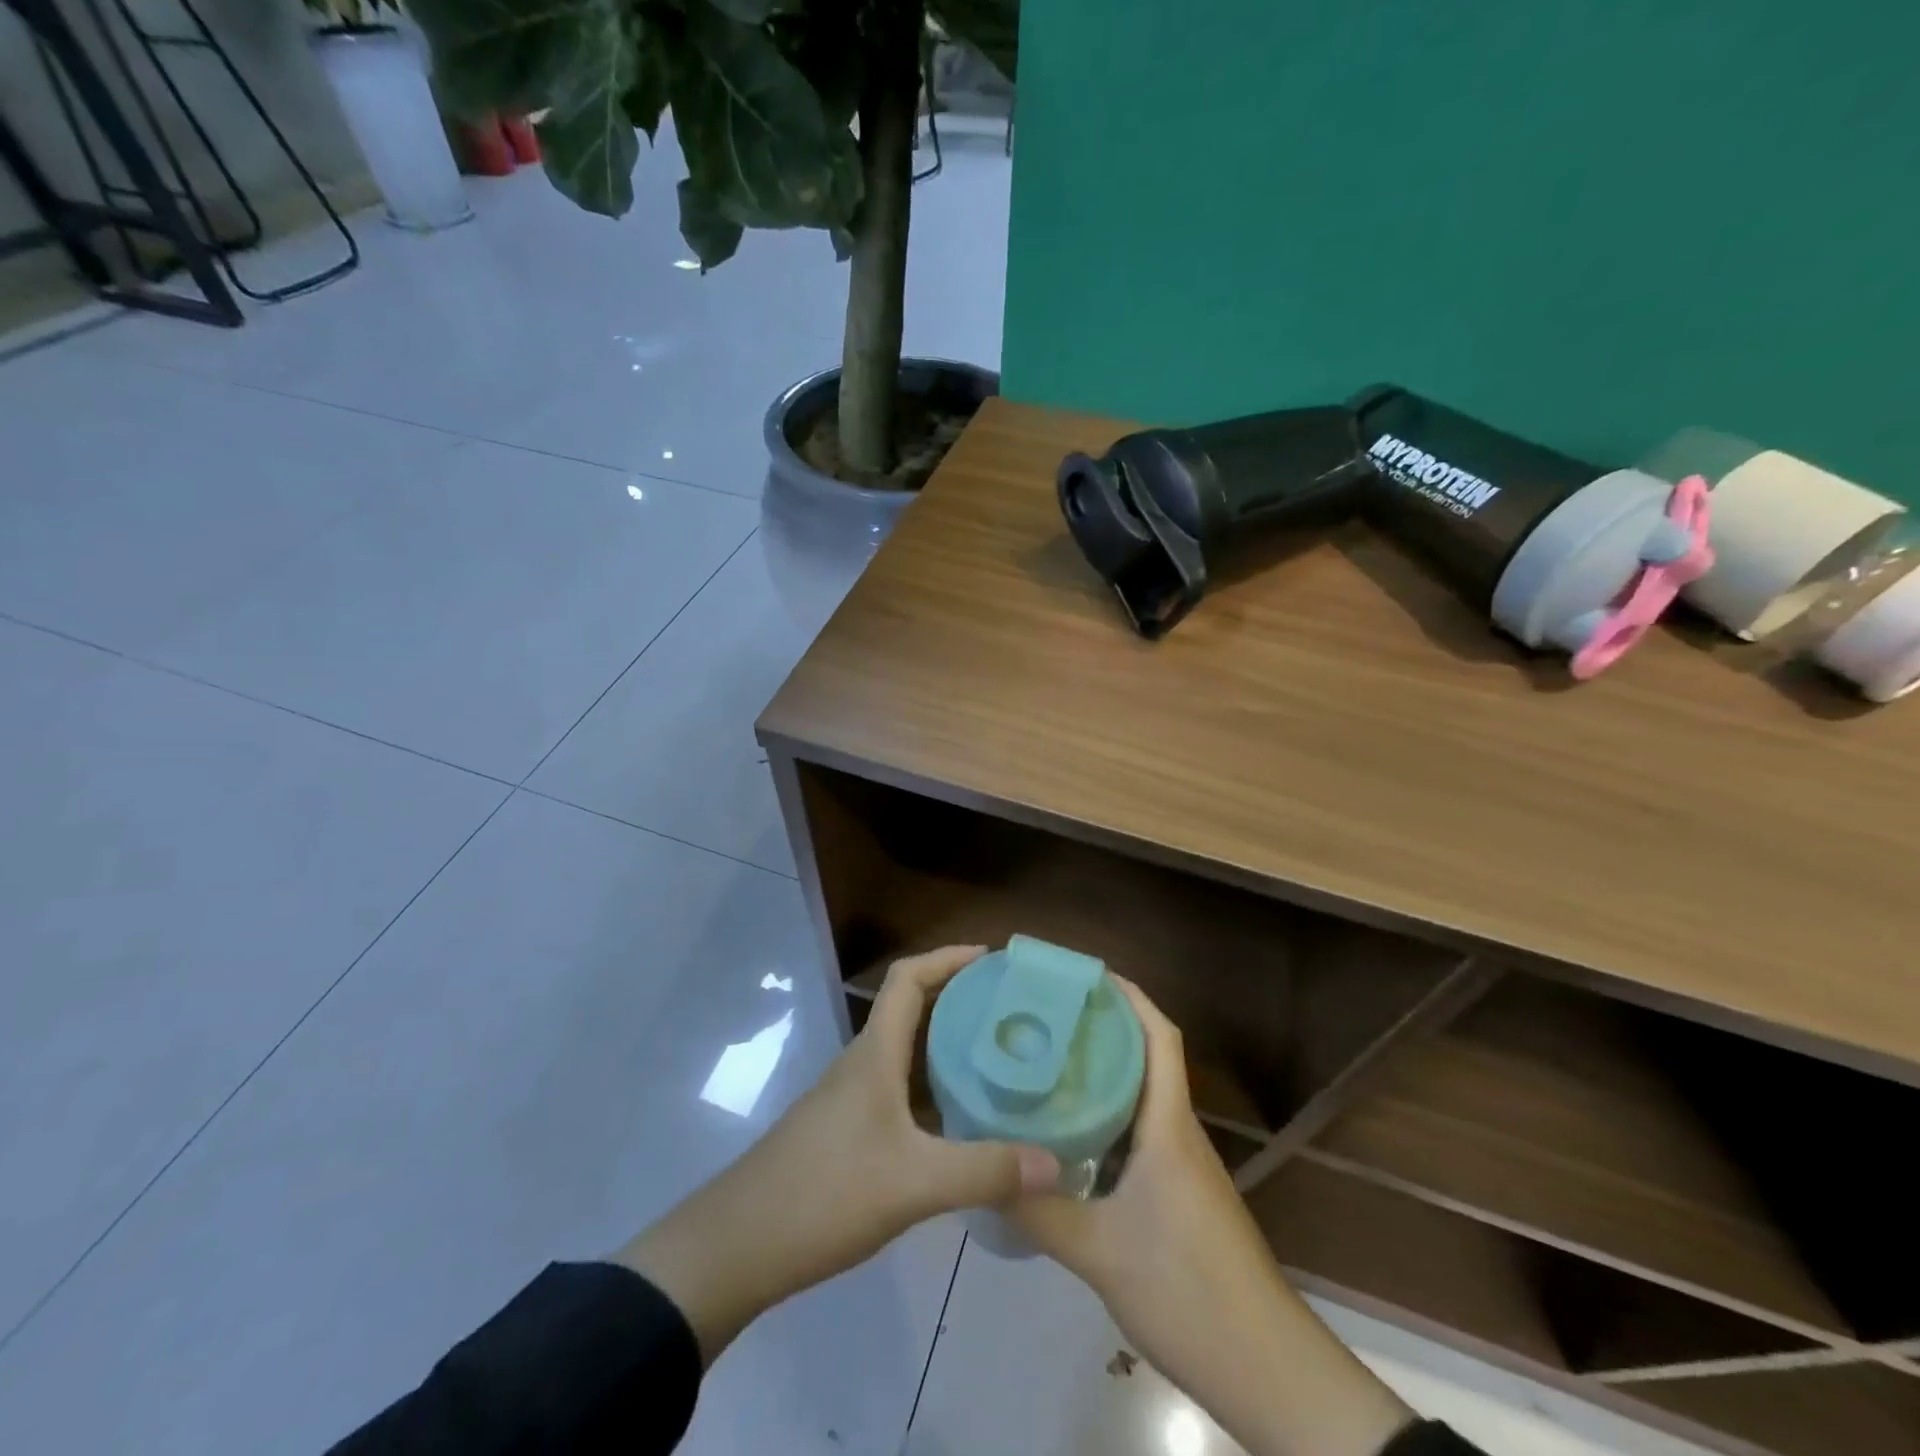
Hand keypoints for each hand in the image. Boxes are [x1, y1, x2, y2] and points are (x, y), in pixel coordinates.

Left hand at [617, 946, 1058, 1361]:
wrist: (738, 1246)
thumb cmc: (824, 1193)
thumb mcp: (914, 1183)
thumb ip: (985, 1171)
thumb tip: (1058, 1164)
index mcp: (875, 1052)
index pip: (908, 977)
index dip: (948, 957)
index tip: (995, 959)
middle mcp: (865, 1063)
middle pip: (914, 1008)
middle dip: (962, 998)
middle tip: (1016, 1010)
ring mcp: (854, 1097)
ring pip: (910, 1052)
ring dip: (951, 1045)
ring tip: (1004, 1057)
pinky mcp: (850, 1130)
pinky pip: (903, 1089)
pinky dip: (937, 1088)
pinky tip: (967, 1118)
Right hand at [1008, 978, 1411, 1455]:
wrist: (1269, 1371)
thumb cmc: (1189, 1293)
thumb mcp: (1100, 1253)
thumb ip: (1039, 1210)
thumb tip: (981, 1171)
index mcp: (1169, 1126)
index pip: (1158, 1036)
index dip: (1128, 996)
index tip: (1083, 975)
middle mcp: (1179, 1133)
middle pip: (1146, 1057)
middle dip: (1102, 1027)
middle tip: (1045, 1016)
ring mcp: (1183, 1165)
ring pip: (1142, 1098)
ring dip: (1103, 1073)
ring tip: (1046, 1062)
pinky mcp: (1180, 1195)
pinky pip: (1140, 1133)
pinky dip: (1108, 1117)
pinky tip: (1068, 1135)